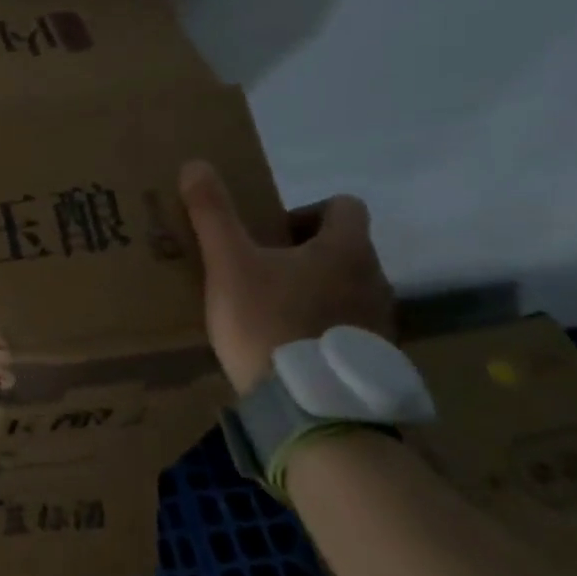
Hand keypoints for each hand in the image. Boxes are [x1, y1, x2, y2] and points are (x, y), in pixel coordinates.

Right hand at [178, 161, 395, 392]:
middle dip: (301, 253)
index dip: (305, 210)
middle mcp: (375, 280)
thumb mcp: (229, 263)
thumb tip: (196, 164)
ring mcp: (380, 324)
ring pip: (345, 288)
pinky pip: (347, 327)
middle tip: (258, 271)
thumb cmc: (270, 322)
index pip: (344, 205)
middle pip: (343, 248)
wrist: (312, 411)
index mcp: (347, 249)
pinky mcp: (372, 361)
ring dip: (312, 290)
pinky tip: (285, 346)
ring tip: (268, 310)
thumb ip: (212, 212)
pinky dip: (320, 327)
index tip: (268, 234)